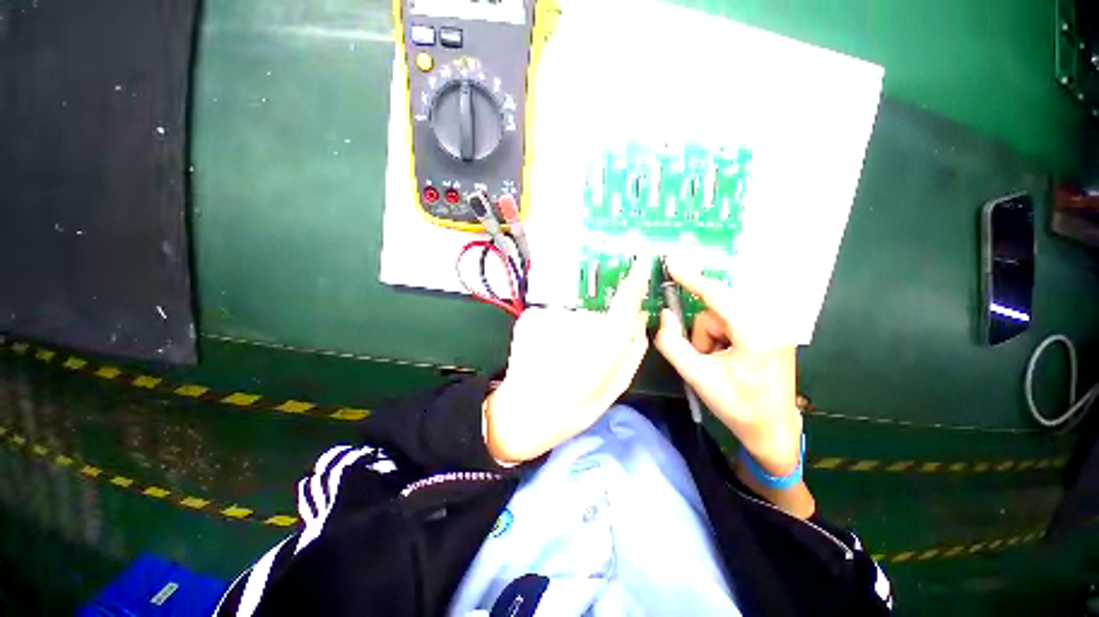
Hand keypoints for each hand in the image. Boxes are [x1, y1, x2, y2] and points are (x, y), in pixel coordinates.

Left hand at [484, 259, 650, 463]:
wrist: (521, 413)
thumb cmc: (571, 409)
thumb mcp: (614, 387)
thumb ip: (633, 350)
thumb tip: (641, 318)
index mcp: (600, 347)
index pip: (623, 304)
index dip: (635, 282)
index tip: (642, 263)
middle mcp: (574, 325)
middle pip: (597, 313)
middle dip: (597, 328)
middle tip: (583, 357)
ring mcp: (549, 317)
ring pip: (574, 315)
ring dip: (573, 332)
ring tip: (561, 359)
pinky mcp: (531, 316)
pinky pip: (555, 317)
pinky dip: (555, 331)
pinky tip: (547, 352)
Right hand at [653, 258, 801, 476]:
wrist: (773, 429)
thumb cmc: (735, 406)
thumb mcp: (696, 376)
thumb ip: (672, 343)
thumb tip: (665, 315)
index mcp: (756, 336)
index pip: (718, 297)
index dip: (692, 279)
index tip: (673, 264)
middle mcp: (772, 324)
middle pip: (717, 310)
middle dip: (703, 333)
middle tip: (704, 357)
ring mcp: (777, 327)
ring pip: (724, 316)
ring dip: (712, 337)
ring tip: (718, 363)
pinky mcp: (774, 331)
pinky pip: (735, 321)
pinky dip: (723, 336)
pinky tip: (730, 357)